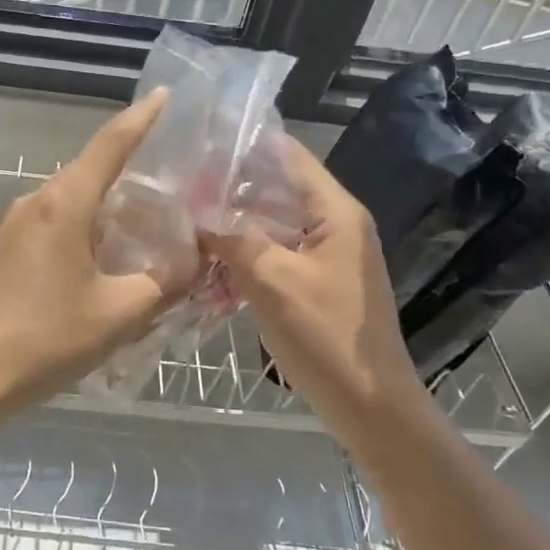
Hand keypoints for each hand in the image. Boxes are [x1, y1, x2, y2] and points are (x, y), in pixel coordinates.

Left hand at [0, 93, 195, 408]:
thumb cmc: (46, 340)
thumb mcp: (120, 313)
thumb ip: (164, 282)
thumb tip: (193, 261)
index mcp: (63, 205)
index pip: (110, 145)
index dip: (142, 118)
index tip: (165, 95)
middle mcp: (33, 204)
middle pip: (88, 175)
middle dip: (129, 176)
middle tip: (171, 189)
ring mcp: (9, 229)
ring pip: (68, 206)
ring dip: (103, 213)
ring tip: (141, 234)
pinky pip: (47, 230)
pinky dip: (78, 235)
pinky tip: (96, 267)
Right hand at [202, 136, 434, 444]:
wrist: (369, 404)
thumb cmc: (325, 335)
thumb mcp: (272, 281)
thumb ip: (233, 240)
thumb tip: (195, 215)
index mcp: (334, 213)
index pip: (290, 156)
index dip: (246, 146)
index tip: (198, 144)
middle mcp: (333, 225)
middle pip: (277, 189)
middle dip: (230, 188)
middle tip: (180, 187)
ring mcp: (325, 256)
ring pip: (271, 225)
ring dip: (233, 225)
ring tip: (185, 221)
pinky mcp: (315, 282)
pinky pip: (275, 255)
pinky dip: (244, 256)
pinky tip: (209, 265)